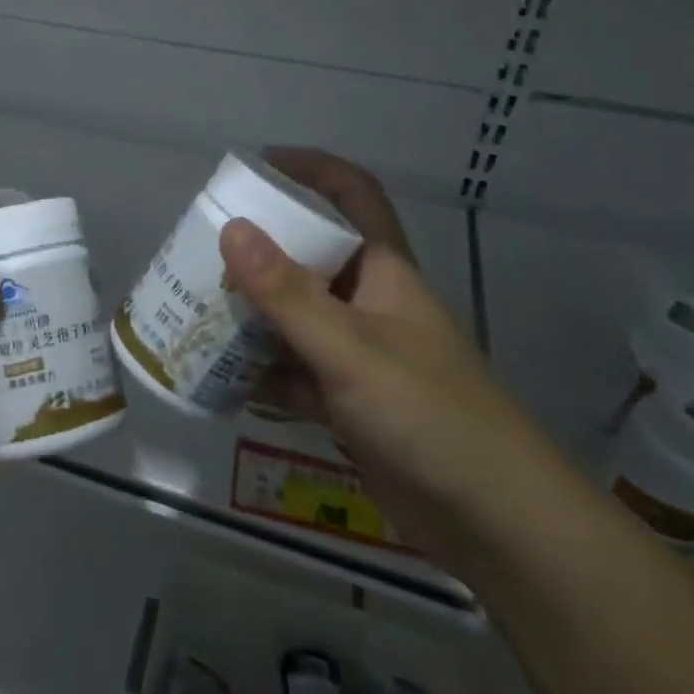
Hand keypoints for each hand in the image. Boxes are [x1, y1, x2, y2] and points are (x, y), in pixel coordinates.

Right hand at [220, 149, 553, 567]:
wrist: (498, 528)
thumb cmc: (430, 416)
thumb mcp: (351, 349)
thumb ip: (288, 293)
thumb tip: (231, 229)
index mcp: (384, 270)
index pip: (353, 196)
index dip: (312, 169)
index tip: (258, 165)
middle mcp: (369, 303)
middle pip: (310, 255)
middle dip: (259, 247)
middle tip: (202, 245)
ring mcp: (358, 354)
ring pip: (295, 315)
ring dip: (251, 311)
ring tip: (194, 305)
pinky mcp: (348, 402)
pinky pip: (293, 370)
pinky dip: (260, 371)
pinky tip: (218, 376)